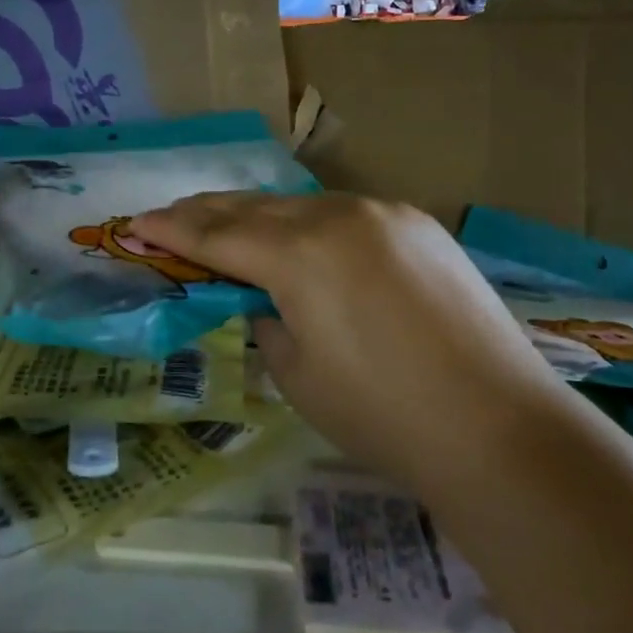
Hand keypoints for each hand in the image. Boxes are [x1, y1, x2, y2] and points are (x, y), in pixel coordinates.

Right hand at [129, 193, 558, 486]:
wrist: (497, 426)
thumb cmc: (381, 414)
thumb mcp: (296, 373)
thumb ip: (266, 320)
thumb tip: (266, 298)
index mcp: (298, 255)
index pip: (216, 236)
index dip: (171, 230)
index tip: (135, 224)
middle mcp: (337, 216)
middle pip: (255, 208)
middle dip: (206, 213)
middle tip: (169, 216)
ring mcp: (384, 214)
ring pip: (302, 206)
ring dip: (260, 216)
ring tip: (229, 225)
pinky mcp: (419, 226)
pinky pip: (346, 215)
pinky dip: (312, 225)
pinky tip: (304, 240)